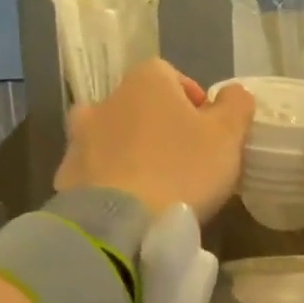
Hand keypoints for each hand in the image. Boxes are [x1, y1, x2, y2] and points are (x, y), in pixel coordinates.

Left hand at [55, 59, 254, 221]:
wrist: (119, 223)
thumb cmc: (181, 172)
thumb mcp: (227, 137)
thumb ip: (236, 107)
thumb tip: (233, 93)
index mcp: (147, 81)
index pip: (175, 78)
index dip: (195, 106)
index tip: (209, 137)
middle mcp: (108, 99)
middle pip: (143, 108)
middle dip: (162, 129)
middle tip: (184, 165)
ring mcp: (80, 137)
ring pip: (115, 138)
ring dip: (132, 154)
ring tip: (153, 187)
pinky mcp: (67, 174)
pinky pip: (96, 171)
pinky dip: (111, 181)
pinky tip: (128, 205)